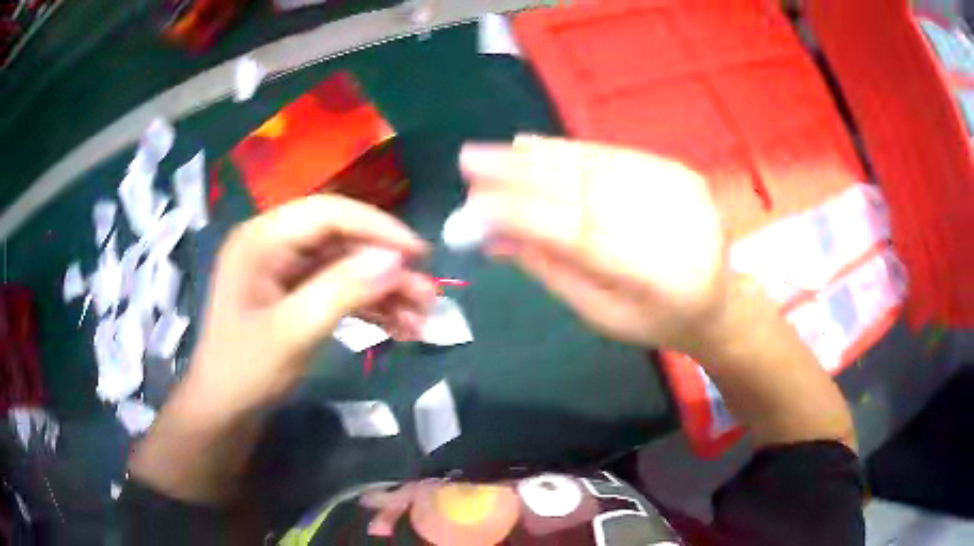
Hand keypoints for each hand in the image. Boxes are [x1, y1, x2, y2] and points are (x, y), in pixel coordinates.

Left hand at [184, 195, 436, 418]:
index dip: (378, 228)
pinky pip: (340, 289)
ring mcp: (285, 270)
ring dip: (385, 291)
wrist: (224, 411)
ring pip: (347, 267)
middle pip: (343, 240)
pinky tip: (400, 328)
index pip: (328, 214)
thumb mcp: (292, 334)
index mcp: (262, 239)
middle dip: (387, 268)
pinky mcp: (296, 294)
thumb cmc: (245, 371)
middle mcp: (275, 245)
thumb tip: (396, 261)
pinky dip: (370, 307)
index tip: (420, 255)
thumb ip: (342, 292)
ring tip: (423, 319)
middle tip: (429, 296)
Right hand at [460, 135, 727, 352]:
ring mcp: (682, 192)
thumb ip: (552, 271)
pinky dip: (571, 149)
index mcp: (659, 279)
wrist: (718, 299)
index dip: (523, 216)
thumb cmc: (655, 320)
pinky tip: (534, 145)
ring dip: (540, 157)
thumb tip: (495, 235)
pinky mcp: (680, 172)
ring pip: (599, 167)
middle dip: (521, 175)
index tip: (473, 206)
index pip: (579, 235)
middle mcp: (675, 226)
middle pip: (587, 192)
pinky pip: (616, 155)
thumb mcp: (601, 314)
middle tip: (470, 161)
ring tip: (494, 152)